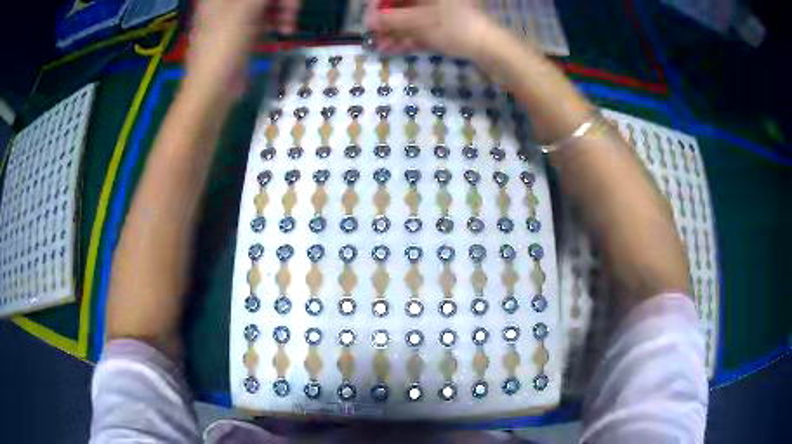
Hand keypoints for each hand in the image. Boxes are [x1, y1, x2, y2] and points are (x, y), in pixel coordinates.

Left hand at [185, 0, 300, 102]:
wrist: (212, 88)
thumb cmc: (224, 44)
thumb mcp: (246, 8)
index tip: (286, 2)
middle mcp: (226, 2)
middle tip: (292, 9)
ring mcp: (235, 15)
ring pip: (267, 3)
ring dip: (283, 9)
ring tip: (289, 24)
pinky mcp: (244, 30)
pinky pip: (266, 16)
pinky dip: (278, 19)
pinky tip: (285, 29)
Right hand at [367, 0, 495, 60]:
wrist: (490, 48)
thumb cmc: (455, 27)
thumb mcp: (420, 23)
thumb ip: (391, 20)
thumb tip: (368, 21)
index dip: (379, 5)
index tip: (369, 20)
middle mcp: (433, 0)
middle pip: (403, 5)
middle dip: (386, 21)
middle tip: (372, 36)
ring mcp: (441, 11)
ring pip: (411, 19)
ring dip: (394, 32)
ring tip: (379, 46)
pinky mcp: (446, 26)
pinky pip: (422, 29)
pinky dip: (408, 38)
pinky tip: (393, 48)